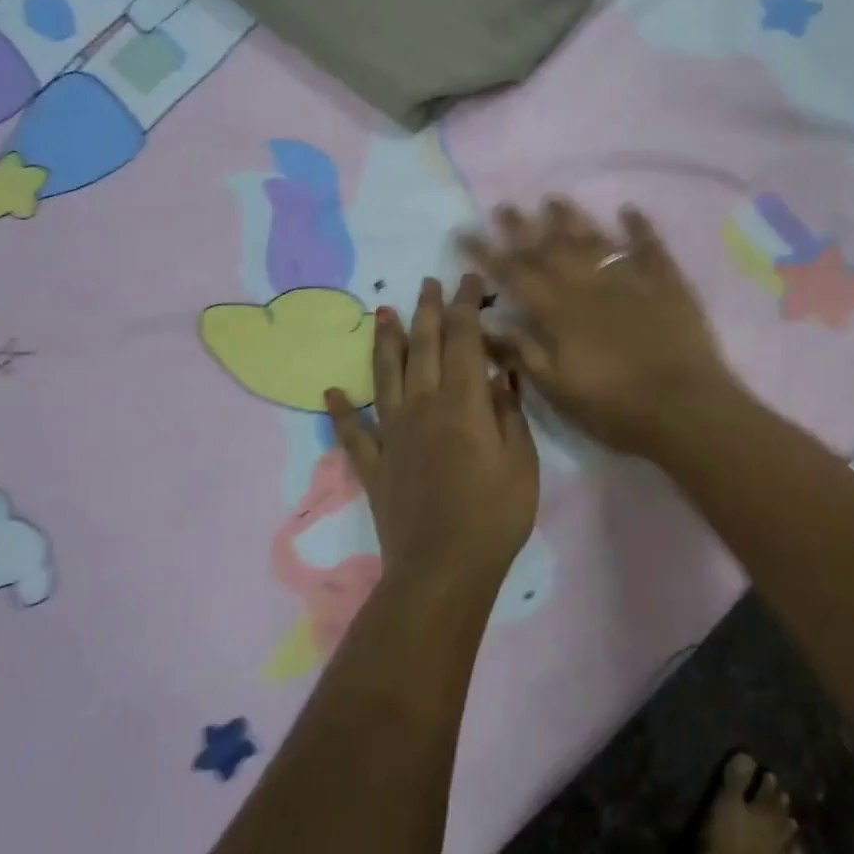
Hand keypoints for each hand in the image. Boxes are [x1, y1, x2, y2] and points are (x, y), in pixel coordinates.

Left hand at [325, 275, 538, 603]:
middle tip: (427, 282)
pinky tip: (332, 392)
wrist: (443, 570)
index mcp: (463, 404)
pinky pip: (353, 432)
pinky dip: (341, 411)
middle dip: (427, 311)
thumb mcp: (520, 463)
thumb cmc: (494, 516)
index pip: (464, 340)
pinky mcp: (374, 465)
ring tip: (382, 312)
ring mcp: (393, 435)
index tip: (468, 282)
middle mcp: (423, 407)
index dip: (465, 306)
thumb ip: (508, 413)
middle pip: (423, 347)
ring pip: (386, 376)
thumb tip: (499, 375)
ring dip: (385, 342)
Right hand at [462, 199, 741, 459]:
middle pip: (549, 248)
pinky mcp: (665, 282)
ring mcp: (629, 278)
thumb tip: (488, 322)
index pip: (514, 274)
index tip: (464, 232)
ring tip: (552, 200)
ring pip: (593, 238)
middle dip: (522, 227)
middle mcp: (588, 284)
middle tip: (504, 206)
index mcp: (558, 311)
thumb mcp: (557, 389)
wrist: (684, 407)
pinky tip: (627, 210)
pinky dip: (637, 226)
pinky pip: (648, 245)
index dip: (486, 253)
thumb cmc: (614, 407)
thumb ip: (523, 352)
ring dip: (571, 218)